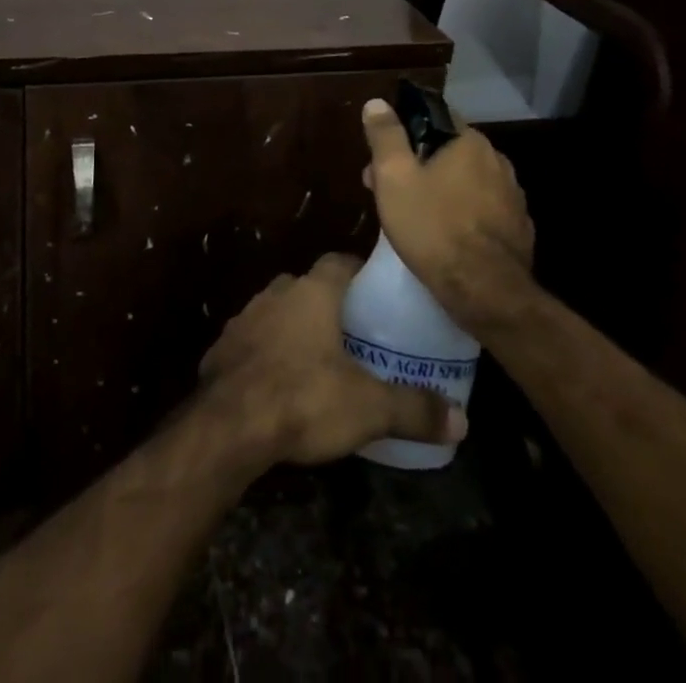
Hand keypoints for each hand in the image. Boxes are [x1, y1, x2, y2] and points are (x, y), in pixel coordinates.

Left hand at [197, 254, 465, 466]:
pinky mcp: (221, 348)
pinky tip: (278, 384)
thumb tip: (463, 421)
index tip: (376, 293)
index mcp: (312, 292)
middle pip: (307, 287)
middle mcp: (276, 293)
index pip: (339, 261)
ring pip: (276, 312)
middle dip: (327, 305)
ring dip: (293, 329)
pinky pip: (251, 342)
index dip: (358, 272)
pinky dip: (266, 355)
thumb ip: (415, 409)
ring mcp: (243, 318)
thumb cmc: (304, 398)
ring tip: (317, 361)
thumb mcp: (370, 408)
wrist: (229, 424)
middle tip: (353, 334)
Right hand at [360, 99, 534, 334]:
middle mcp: (498, 161)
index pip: (435, 117)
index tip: (383, 156)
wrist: (486, 293)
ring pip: (467, 182)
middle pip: (449, 152)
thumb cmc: (433, 227)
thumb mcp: (394, 178)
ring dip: (441, 190)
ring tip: (414, 217)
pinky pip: (483, 210)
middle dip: (418, 165)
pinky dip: (463, 215)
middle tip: (389, 191)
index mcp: (469, 142)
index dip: (404, 133)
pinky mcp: (519, 229)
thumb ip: (386, 136)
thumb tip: (377, 103)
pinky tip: (446, 237)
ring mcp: (513, 197)